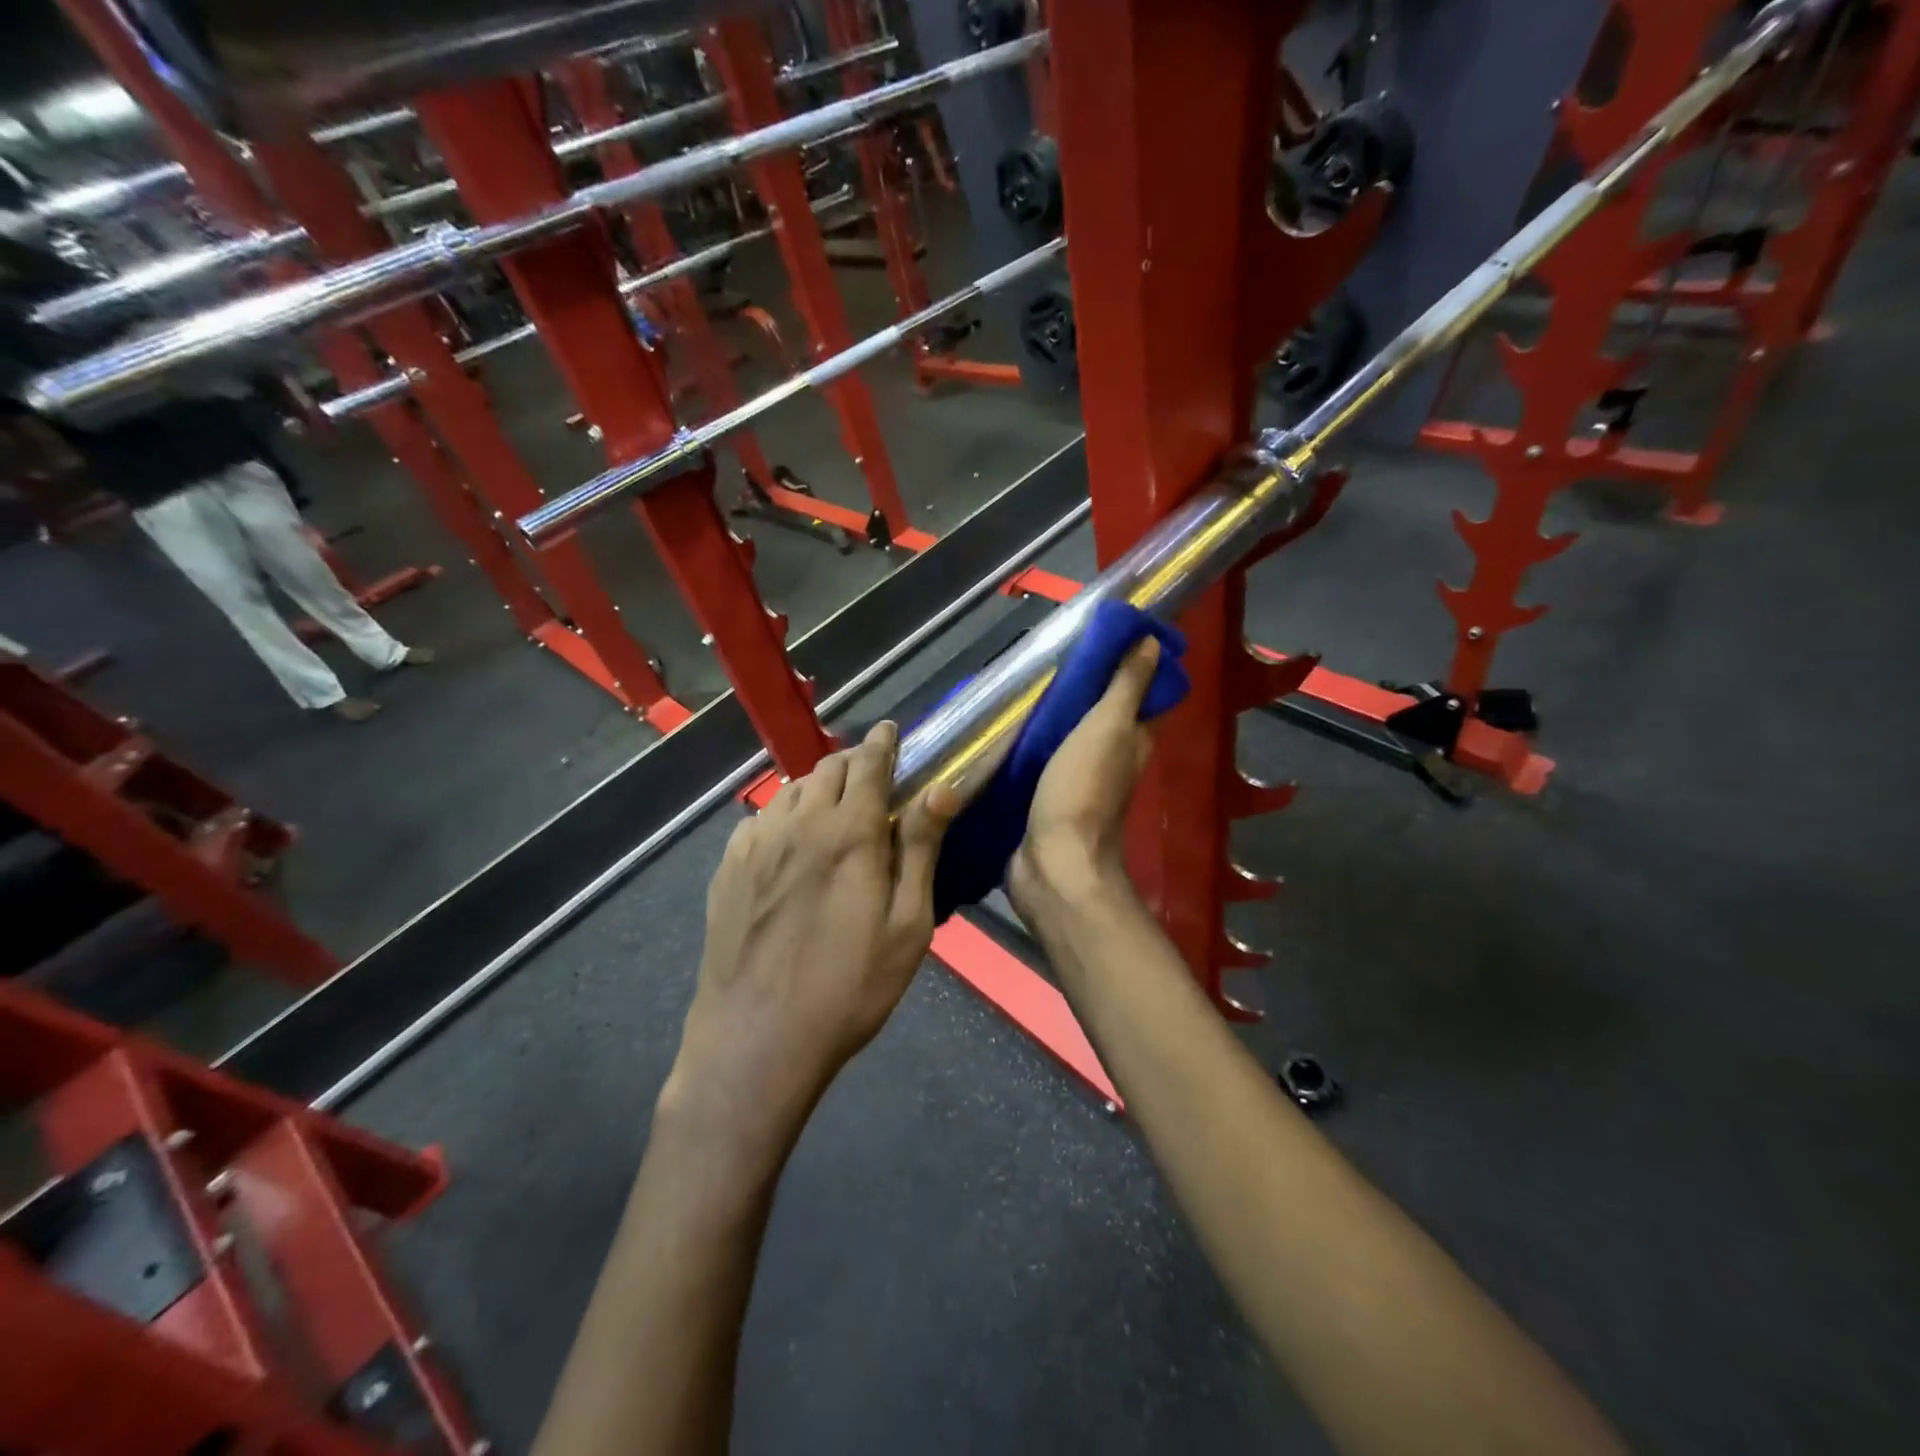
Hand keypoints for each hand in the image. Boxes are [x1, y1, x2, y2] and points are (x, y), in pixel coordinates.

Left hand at [668, 721, 960, 1132]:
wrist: (756, 1040)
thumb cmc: (849, 988)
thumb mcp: (907, 925)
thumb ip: (920, 849)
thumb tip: (941, 788)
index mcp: (848, 832)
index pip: (868, 764)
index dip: (883, 742)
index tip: (890, 731)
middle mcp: (798, 823)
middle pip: (827, 768)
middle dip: (853, 761)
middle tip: (872, 777)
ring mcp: (755, 844)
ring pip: (791, 789)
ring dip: (818, 786)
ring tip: (834, 808)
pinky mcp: (728, 869)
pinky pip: (761, 818)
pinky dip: (784, 814)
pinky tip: (791, 842)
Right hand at [1008, 638, 1160, 922]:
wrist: (1052, 864)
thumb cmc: (1082, 791)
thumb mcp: (1108, 728)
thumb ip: (1126, 687)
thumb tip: (1152, 641)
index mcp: (1131, 741)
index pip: (1137, 694)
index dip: (1126, 664)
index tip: (1098, 635)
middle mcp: (1109, 759)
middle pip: (1098, 714)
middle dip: (1079, 687)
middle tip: (1046, 656)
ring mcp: (1075, 780)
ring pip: (1066, 736)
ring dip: (1050, 714)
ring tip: (1021, 683)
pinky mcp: (1045, 797)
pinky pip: (1040, 760)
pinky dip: (1029, 742)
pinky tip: (1007, 726)